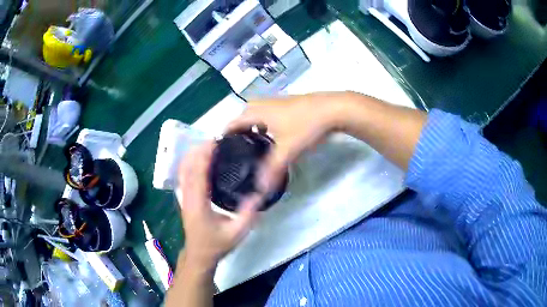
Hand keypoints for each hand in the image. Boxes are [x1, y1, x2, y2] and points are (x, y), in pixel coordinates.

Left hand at [177, 142, 261, 269]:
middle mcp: (188, 197)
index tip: (214, 141)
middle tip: (215, 139)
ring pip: (183, 169)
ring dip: (194, 155)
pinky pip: (185, 175)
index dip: (204, 155)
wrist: (199, 255)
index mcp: (198, 204)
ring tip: (210, 145)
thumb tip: (259, 194)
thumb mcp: (237, 233)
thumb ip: (248, 214)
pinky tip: (202, 159)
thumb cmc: (217, 245)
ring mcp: (184, 197)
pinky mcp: (185, 198)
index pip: (197, 173)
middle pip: (187, 167)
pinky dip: (191, 163)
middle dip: (198, 150)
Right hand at [226, 93, 347, 192]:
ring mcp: (279, 101)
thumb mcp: (288, 150)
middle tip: (238, 147)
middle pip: (244, 114)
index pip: (233, 121)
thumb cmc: (306, 126)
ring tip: (254, 143)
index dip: (225, 134)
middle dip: (239, 129)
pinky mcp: (291, 103)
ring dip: (254, 125)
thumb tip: (260, 189)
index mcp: (258, 112)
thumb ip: (273, 170)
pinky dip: (267, 123)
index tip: (221, 148)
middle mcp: (265, 103)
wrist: (333, 109)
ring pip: (259, 112)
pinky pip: (270, 113)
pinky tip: (277, 136)